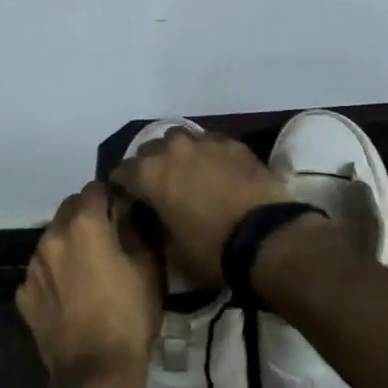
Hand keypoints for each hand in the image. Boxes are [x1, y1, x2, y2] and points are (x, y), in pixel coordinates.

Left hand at [16, 183, 159, 387]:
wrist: (95, 375)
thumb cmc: (130, 317)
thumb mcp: (149, 268)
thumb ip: (137, 228)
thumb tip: (129, 209)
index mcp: (84, 224)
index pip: (95, 189)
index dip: (111, 197)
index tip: (123, 213)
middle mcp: (52, 236)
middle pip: (69, 209)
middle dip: (87, 216)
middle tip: (108, 241)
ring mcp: (33, 266)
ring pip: (53, 239)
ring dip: (69, 244)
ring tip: (88, 271)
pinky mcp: (23, 294)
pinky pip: (41, 271)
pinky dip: (54, 275)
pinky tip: (71, 297)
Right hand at [110, 127, 286, 288]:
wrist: (265, 237)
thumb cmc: (211, 249)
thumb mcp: (172, 247)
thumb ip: (155, 223)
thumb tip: (154, 216)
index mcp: (149, 174)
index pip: (122, 172)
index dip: (123, 186)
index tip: (128, 199)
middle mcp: (171, 149)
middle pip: (150, 150)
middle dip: (150, 166)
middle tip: (159, 186)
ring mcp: (204, 141)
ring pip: (180, 138)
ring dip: (177, 153)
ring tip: (187, 171)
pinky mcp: (232, 143)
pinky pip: (210, 142)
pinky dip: (206, 154)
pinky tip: (215, 169)